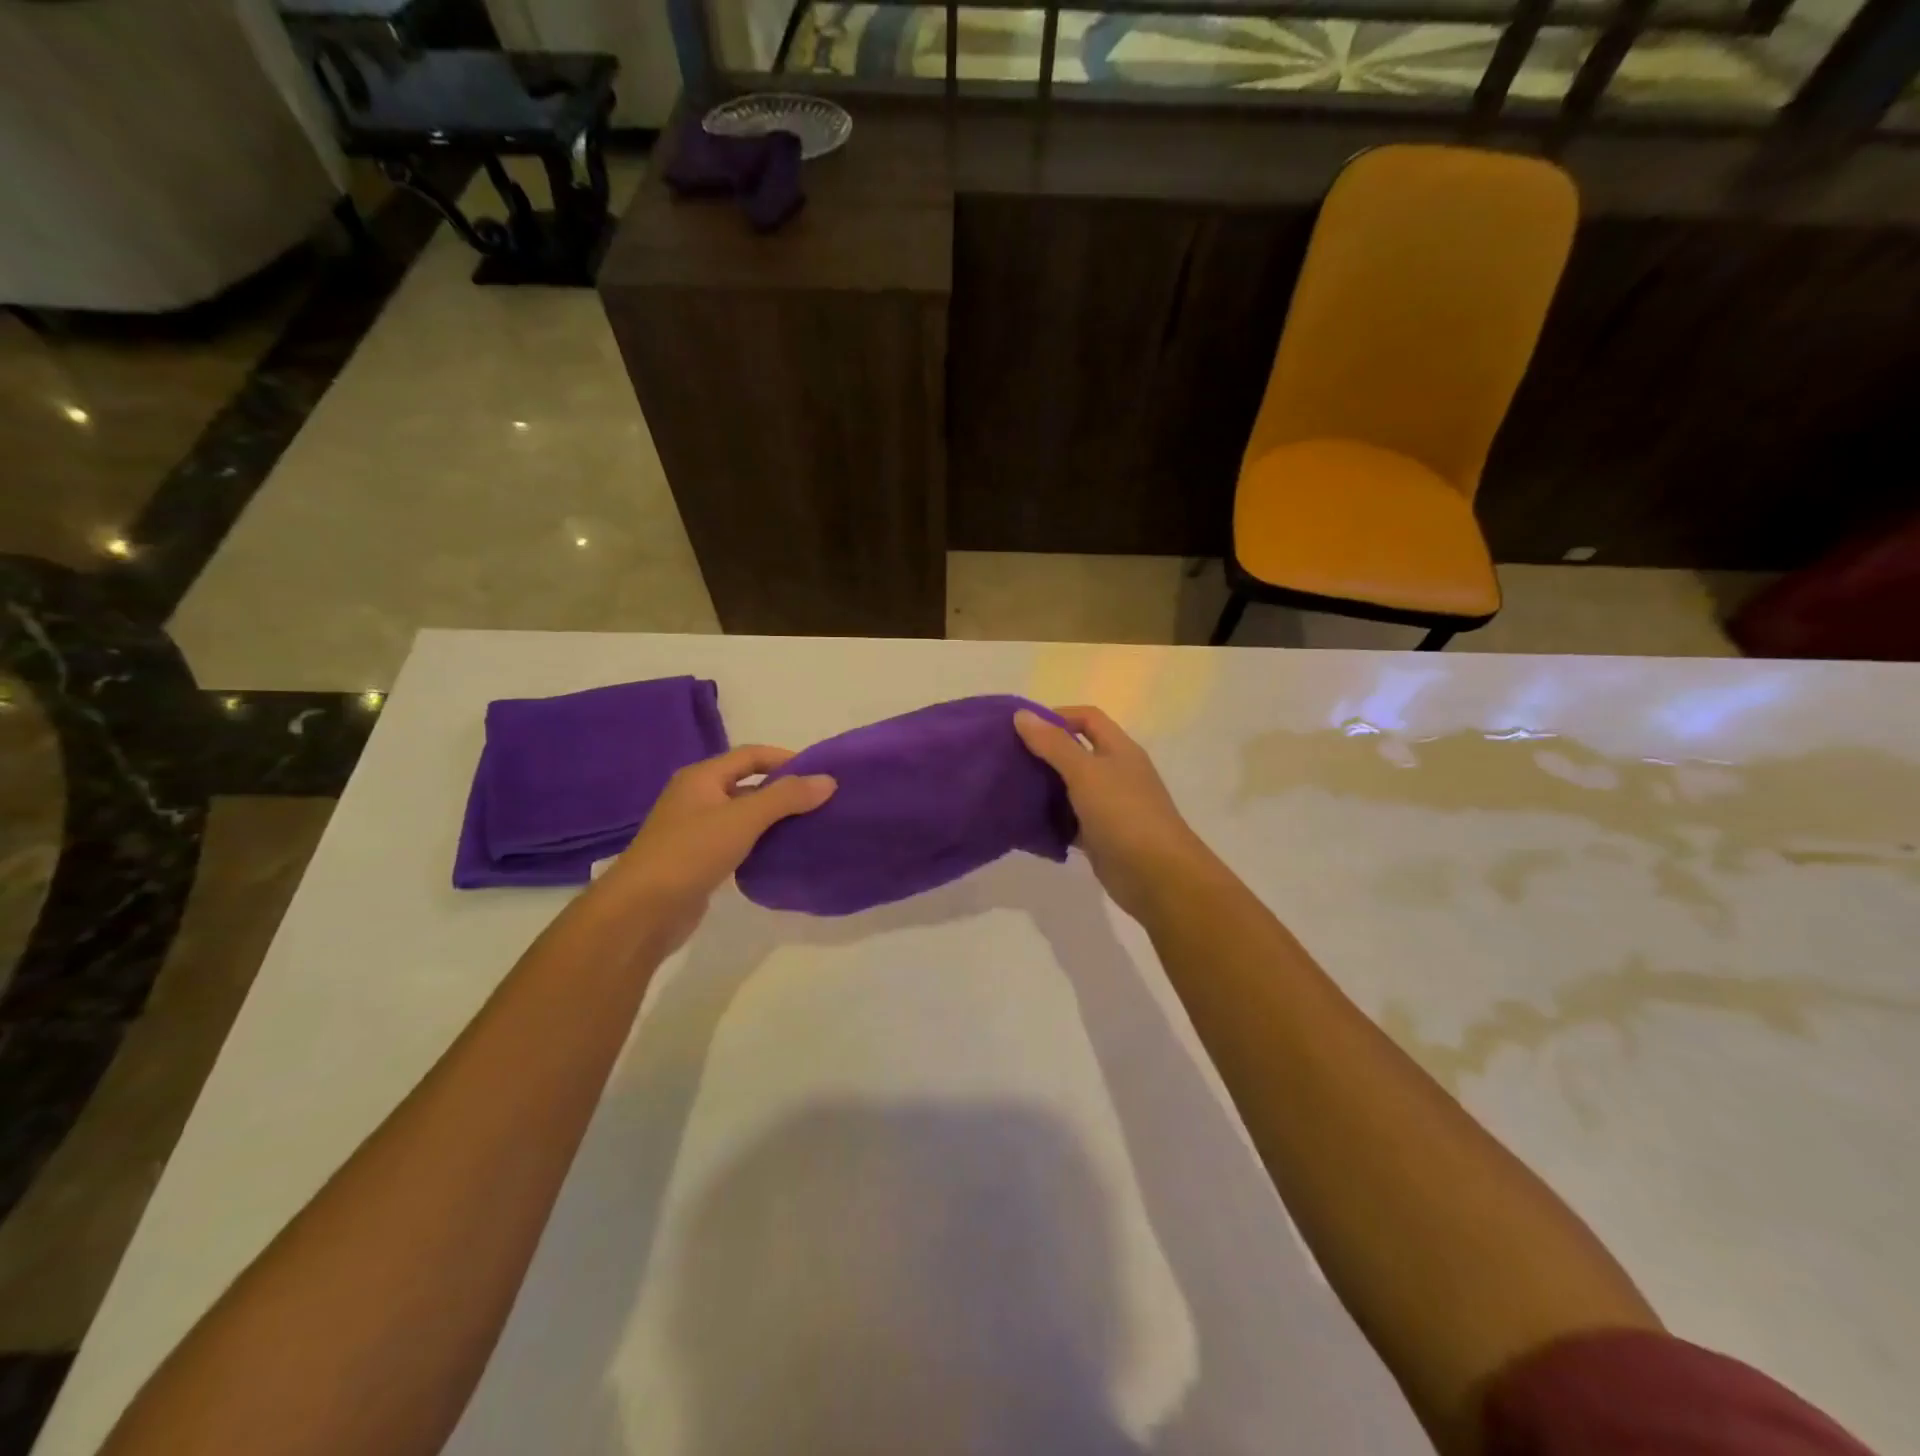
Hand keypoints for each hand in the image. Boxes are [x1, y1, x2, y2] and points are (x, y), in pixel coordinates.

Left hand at [598, 745, 834, 952]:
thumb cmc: (691, 852)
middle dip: (783, 791)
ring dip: (773, 819)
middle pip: (748, 784)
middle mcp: (696, 797)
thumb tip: (828, 780)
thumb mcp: (743, 818)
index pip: (751, 755)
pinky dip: (760, 843)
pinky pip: (736, 842)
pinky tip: (781, 855)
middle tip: (820, 803)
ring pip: (743, 815)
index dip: (786, 759)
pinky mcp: (698, 860)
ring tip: (809, 828)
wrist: (642, 911)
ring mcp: (695, 830)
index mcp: (702, 777)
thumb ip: (786, 797)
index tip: (820, 774)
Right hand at [1013, 706, 1217, 922]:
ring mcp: (1109, 806)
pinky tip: (1024, 822)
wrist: (1157, 876)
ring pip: (1070, 788)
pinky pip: (1069, 821)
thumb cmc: (1124, 814)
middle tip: (1007, 757)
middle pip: (1076, 752)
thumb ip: (1054, 744)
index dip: (1057, 716)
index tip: (1022, 728)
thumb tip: (1022, 714)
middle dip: (1043, 752)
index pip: (1088, 718)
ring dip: (1043, 786)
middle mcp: (1115, 773)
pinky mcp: (1100, 836)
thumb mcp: (1086, 773)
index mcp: (1119, 750)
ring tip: (1009, 787)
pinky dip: (1050, 819)